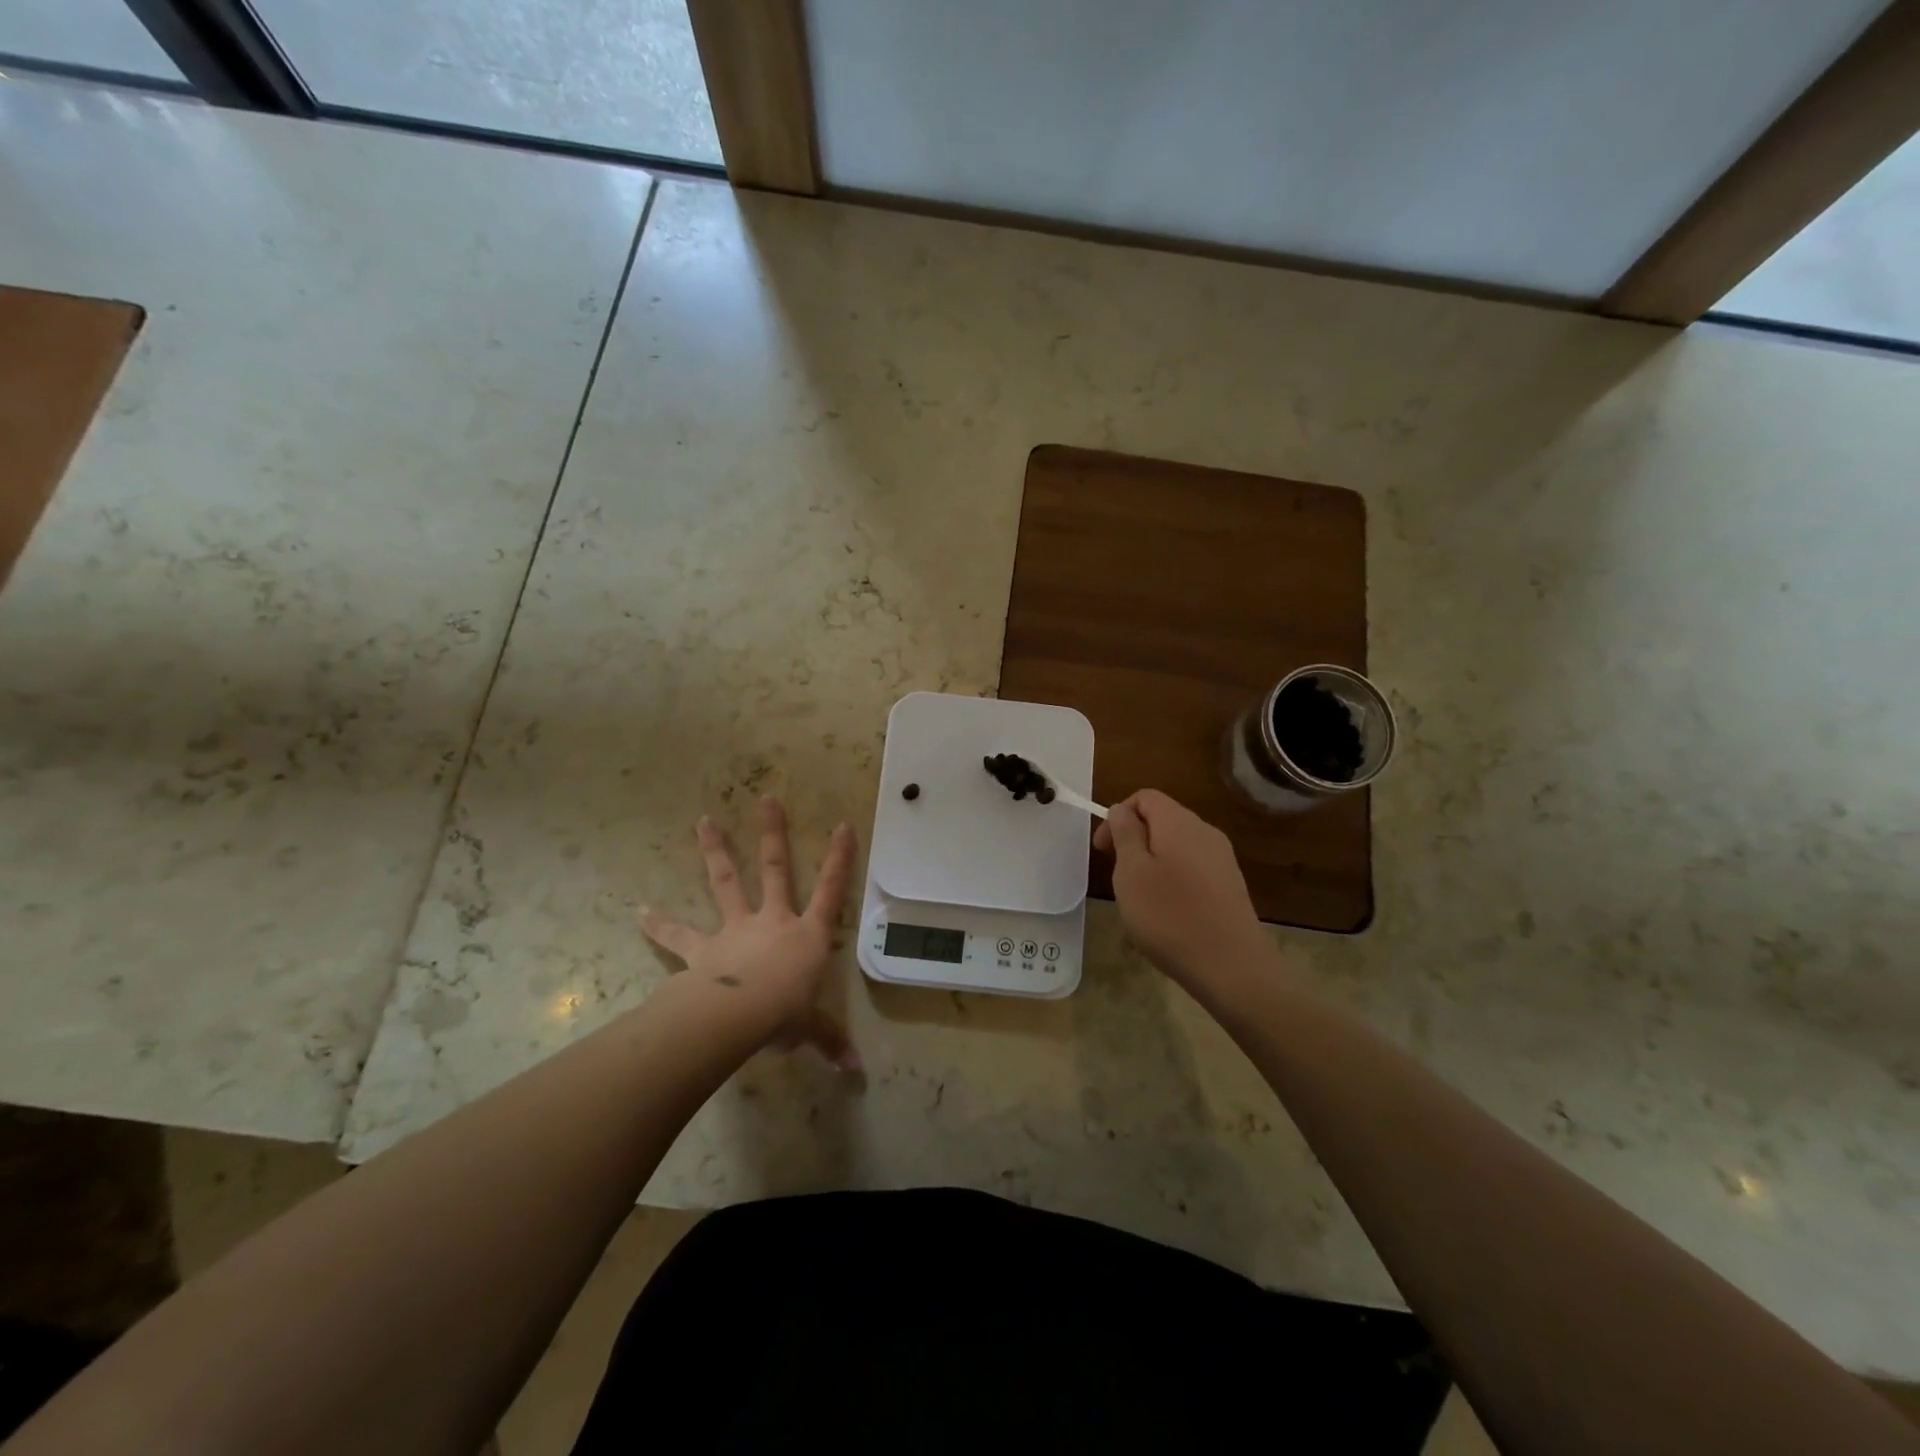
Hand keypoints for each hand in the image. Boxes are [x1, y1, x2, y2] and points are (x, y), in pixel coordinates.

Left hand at [640, 796, 860, 1070]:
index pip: (831, 890)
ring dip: (715, 851)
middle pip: (776, 869)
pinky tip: (638, 911)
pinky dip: (658, 923)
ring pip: (726, 882)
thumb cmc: (783, 1013)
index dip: (840, 859)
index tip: (843, 825)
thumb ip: (829, 1041)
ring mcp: (735, 928)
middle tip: (767, 799)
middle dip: (773, 833)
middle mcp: (773, 920)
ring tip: (702, 821)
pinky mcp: (703, 947)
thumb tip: (855, 1073)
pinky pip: (678, 933)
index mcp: (807, 935)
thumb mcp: (811, 1028)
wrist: (736, 1015)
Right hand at [1092, 789, 1270, 987]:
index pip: (1144, 797)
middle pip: (1162, 818)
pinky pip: (1193, 867)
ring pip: (1177, 844)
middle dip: (1134, 839)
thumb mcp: (1131, 872)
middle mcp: (1205, 831)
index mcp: (1178, 822)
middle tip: (1118, 875)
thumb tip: (1122, 810)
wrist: (1231, 966)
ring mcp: (1222, 858)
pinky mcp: (1230, 884)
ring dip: (1152, 861)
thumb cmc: (1169, 915)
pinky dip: (1173, 878)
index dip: (1118, 816)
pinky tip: (1168, 911)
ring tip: (1140, 897)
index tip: (1103, 851)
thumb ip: (1125, 834)